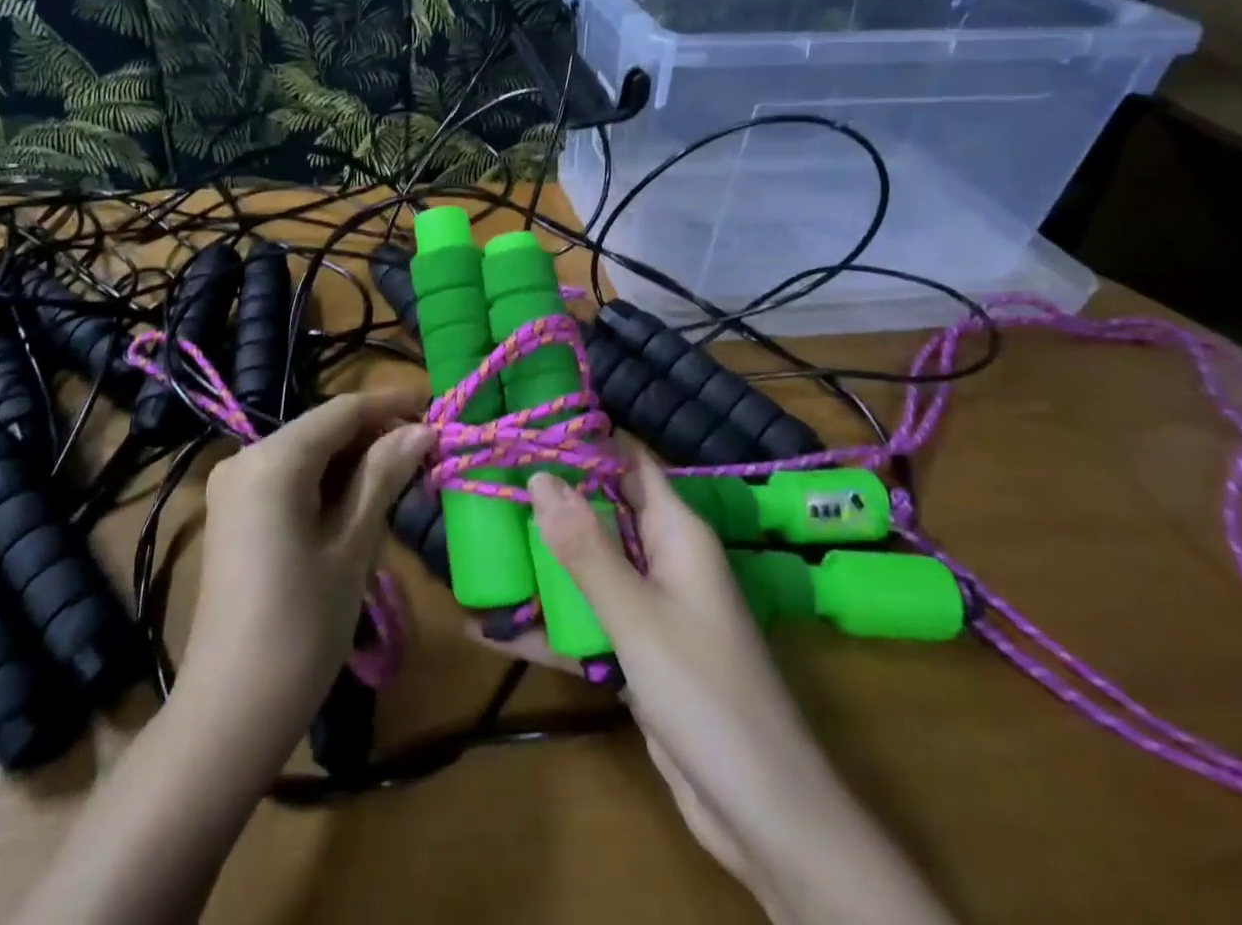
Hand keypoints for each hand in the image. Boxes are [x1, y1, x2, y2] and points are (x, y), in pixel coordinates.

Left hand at [178, 389, 432, 770]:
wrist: (231, 711)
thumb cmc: (303, 625)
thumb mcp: (352, 545)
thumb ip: (384, 476)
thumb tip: (422, 429)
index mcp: (274, 458)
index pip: (343, 410)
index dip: (392, 404)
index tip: (437, 407)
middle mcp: (246, 457)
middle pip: (322, 429)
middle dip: (375, 435)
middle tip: (428, 452)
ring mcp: (234, 486)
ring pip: (307, 453)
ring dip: (354, 460)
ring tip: (404, 477)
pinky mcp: (233, 514)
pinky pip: (288, 479)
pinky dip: (326, 482)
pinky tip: (360, 502)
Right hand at [503, 446, 954, 923]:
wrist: (764, 815)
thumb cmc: (705, 694)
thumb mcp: (636, 615)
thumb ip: (585, 548)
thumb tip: (539, 476)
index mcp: (676, 534)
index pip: (628, 462)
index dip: (584, 439)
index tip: (526, 425)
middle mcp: (664, 560)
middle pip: (600, 512)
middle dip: (548, 499)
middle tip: (485, 479)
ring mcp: (650, 609)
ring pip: (588, 568)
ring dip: (540, 562)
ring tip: (477, 542)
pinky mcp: (637, 654)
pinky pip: (585, 623)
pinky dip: (545, 625)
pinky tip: (487, 630)